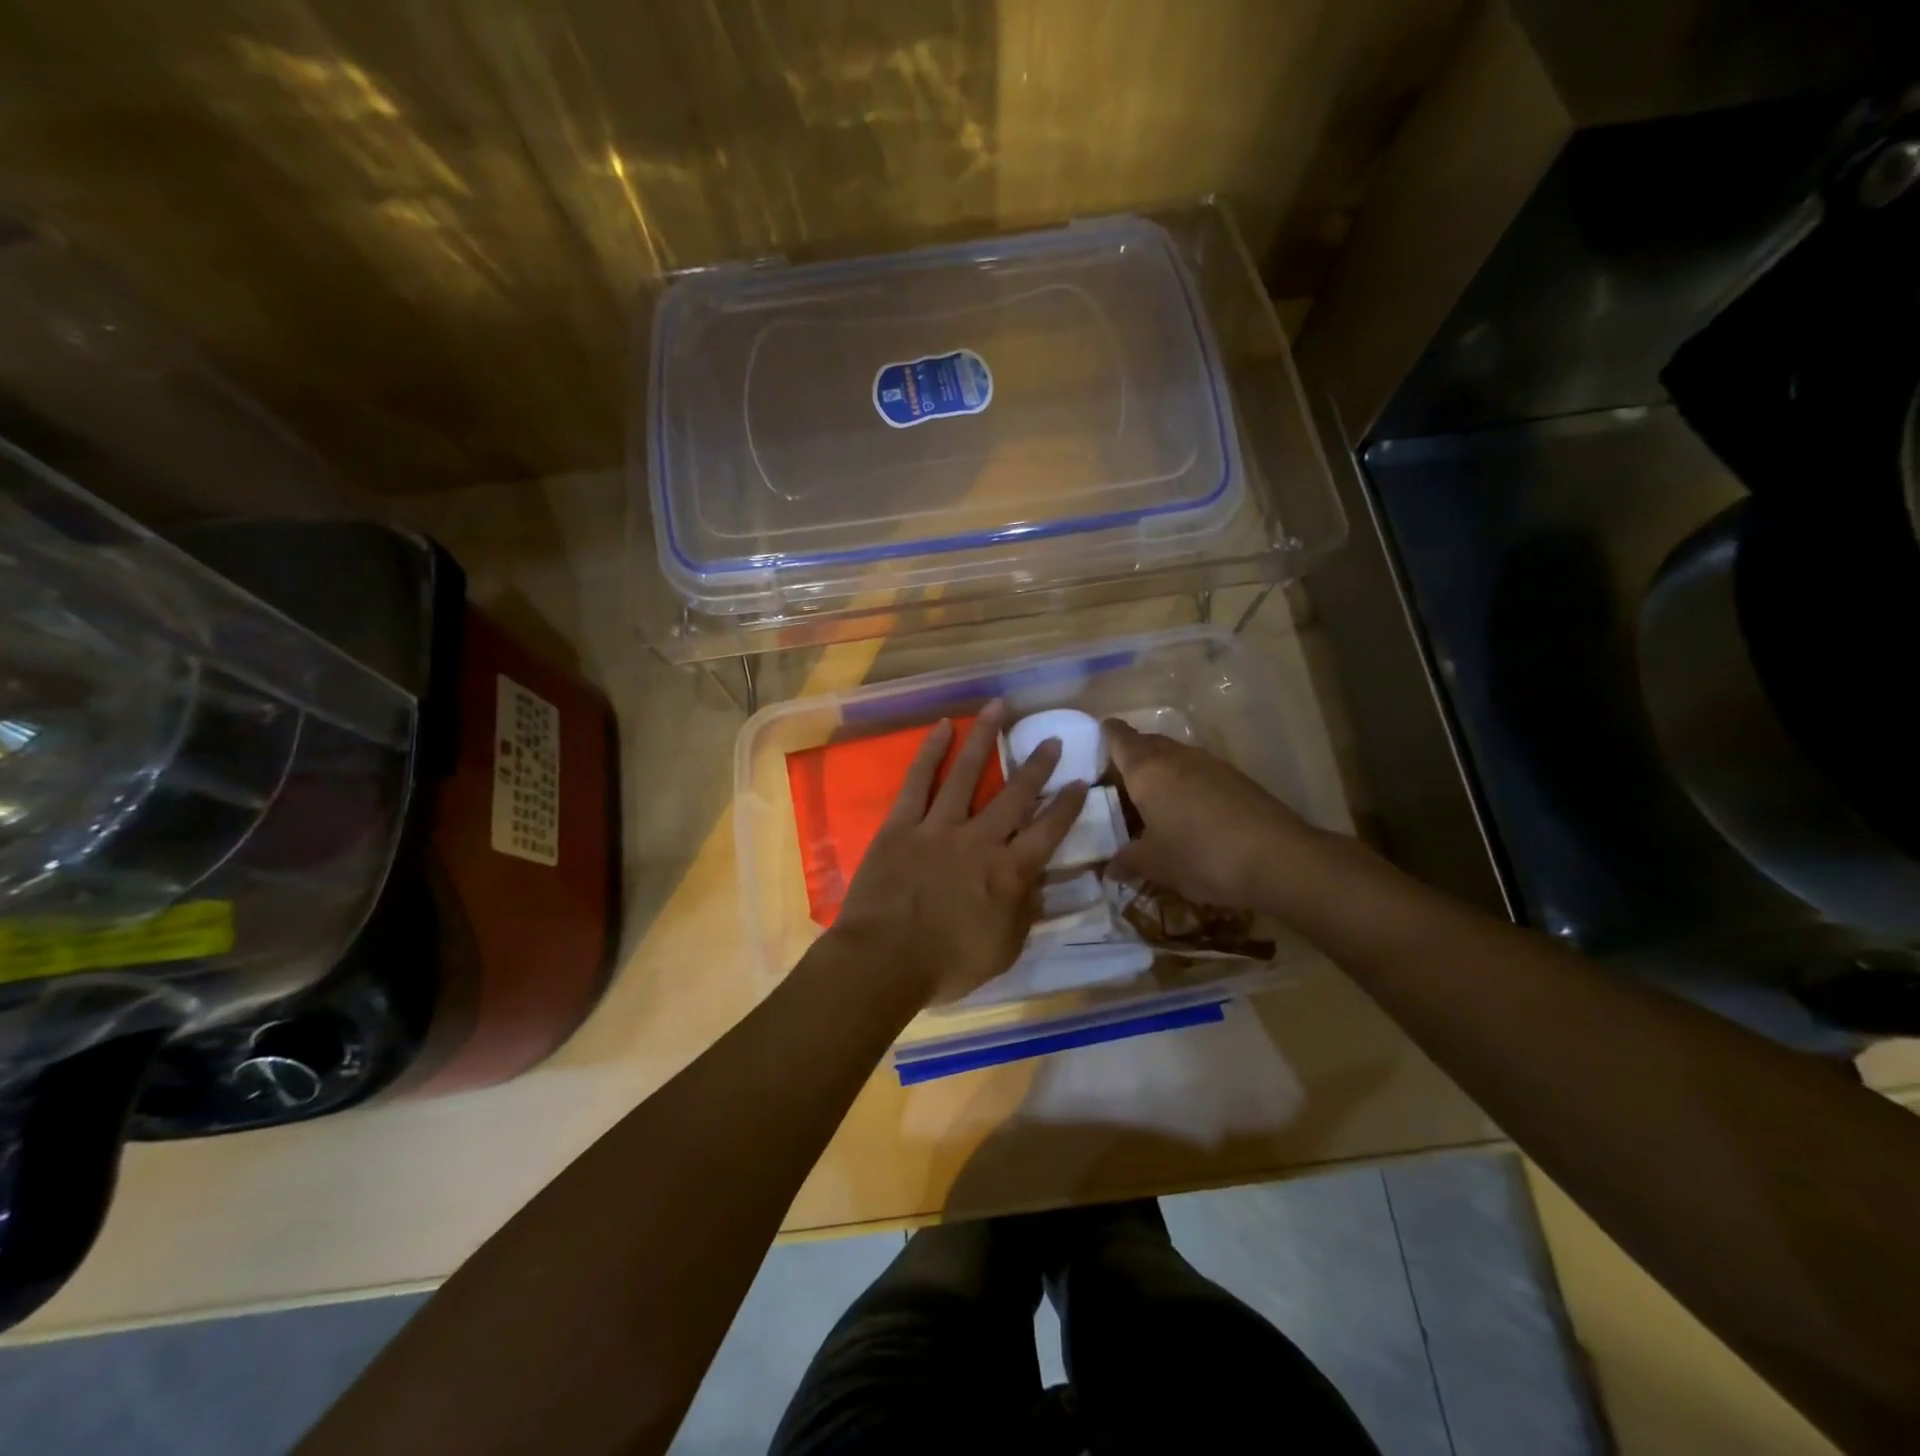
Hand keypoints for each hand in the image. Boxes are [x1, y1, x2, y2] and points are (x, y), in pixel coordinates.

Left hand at [831, 702, 1089, 1005]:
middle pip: (1015, 795)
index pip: (1048, 832)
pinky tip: (941, 727)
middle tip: (1052, 740)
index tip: (1081, 781)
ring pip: (967, 774)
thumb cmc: (946, 966)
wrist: (884, 962)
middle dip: (1037, 766)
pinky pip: (918, 782)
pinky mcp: (902, 825)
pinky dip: (930, 753)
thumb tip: (1037, 885)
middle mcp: (980, 840)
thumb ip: (1023, 914)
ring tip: (998, 708)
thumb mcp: (1003, 951)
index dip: (1067, 805)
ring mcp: (939, 827)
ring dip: (984, 738)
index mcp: (1008, 873)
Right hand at [1103, 719, 1318, 909]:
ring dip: (1161, 771)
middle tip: (1116, 782)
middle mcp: (1176, 756)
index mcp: (1146, 770)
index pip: (1119, 738)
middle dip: (1131, 756)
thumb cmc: (1200, 855)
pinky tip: (1188, 812)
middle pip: (1147, 743)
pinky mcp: (1236, 778)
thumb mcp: (1154, 864)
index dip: (1105, 735)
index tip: (1094, 740)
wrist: (1278, 859)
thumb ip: (1127, 861)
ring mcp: (1210, 763)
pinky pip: (1198, 772)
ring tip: (1151, 801)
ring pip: (1174, 757)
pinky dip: (1185, 784)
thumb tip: (1109, 868)